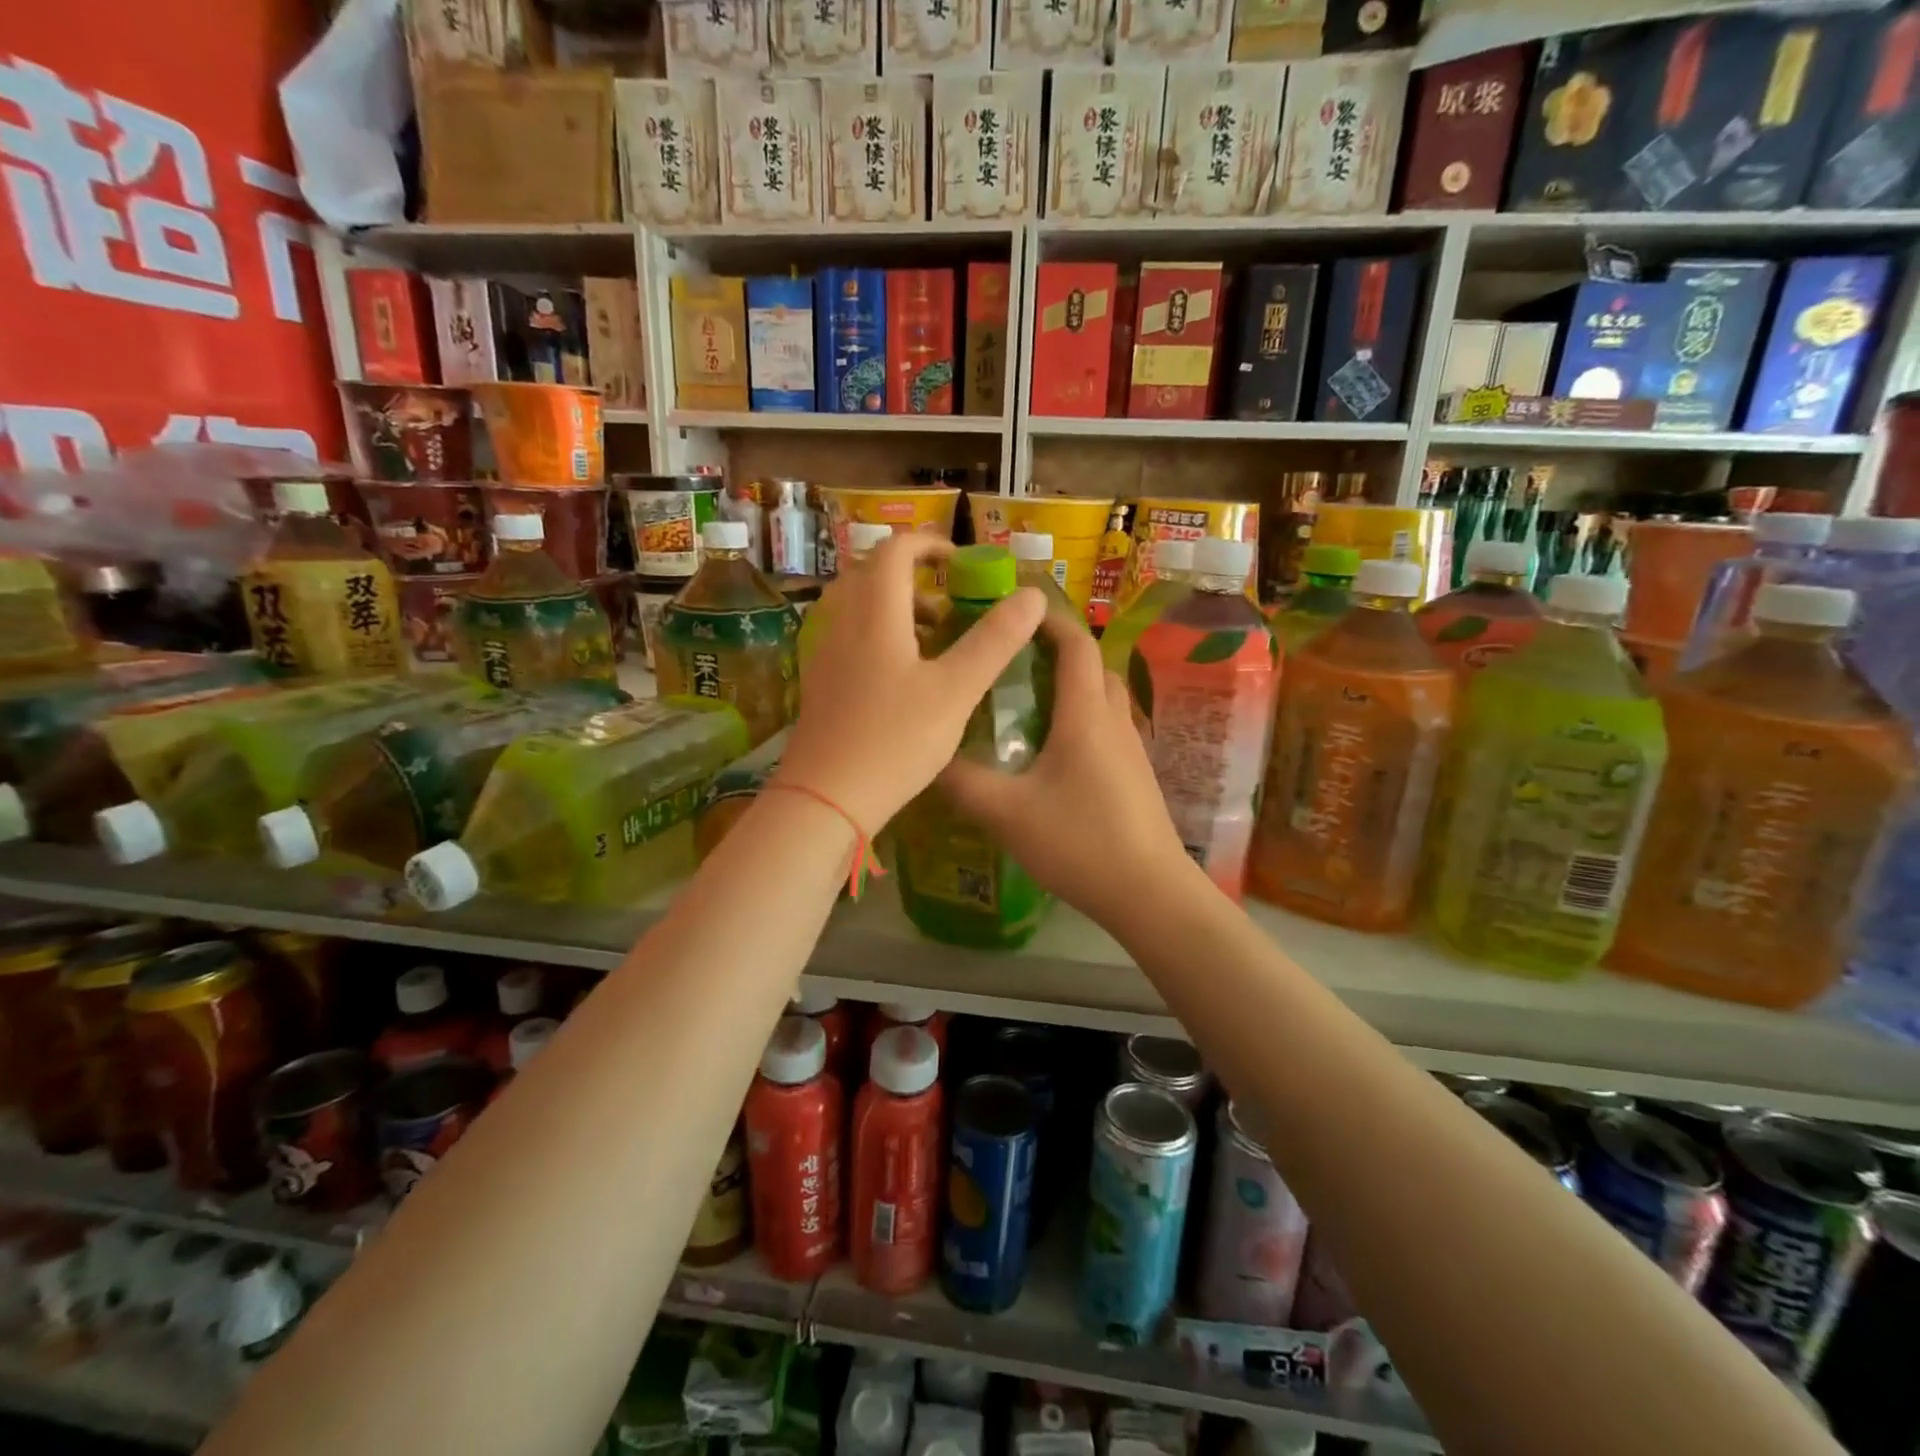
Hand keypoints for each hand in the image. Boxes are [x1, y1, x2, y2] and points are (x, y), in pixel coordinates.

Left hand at [780, 533, 1046, 832]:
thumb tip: (1031, 595)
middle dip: (913, 577)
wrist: (825, 799)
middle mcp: (842, 623)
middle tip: (950, 604)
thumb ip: (994, 641)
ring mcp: (824, 654)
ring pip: (857, 607)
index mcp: (875, 613)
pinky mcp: (819, 683)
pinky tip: (904, 676)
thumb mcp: (956, 691)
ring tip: (934, 640)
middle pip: (871, 574)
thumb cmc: (895, 740)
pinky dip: (878, 635)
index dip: (930, 545)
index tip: (961, 563)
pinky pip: (848, 637)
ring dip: (895, 608)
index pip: (895, 549)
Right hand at [938, 611, 1196, 928]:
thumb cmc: (1080, 842)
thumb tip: (927, 759)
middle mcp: (1113, 720)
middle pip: (1092, 666)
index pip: (1075, 644)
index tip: (1014, 613)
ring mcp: (1131, 748)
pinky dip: (1080, 719)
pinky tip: (1050, 752)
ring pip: (1102, 698)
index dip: (1048, 620)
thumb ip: (962, 783)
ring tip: (1025, 702)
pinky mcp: (1135, 775)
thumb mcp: (1007, 813)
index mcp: (1086, 714)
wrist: (1149, 893)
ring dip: (1070, 687)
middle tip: (1011, 659)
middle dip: (1056, 651)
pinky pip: (1107, 727)